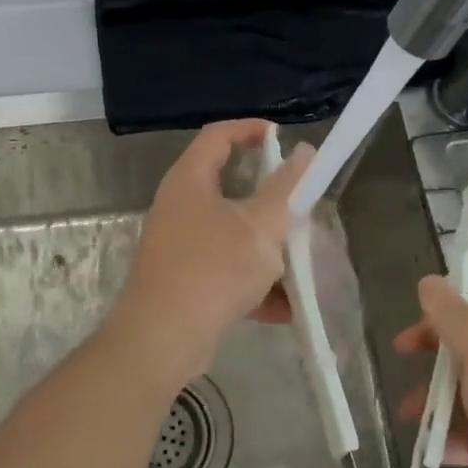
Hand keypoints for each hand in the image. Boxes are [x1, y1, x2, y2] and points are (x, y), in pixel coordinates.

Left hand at [106, 119, 310, 391]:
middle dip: (270, 203)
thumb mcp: (260, 227)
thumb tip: (305, 153)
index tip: (283, 137)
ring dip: (267, 250)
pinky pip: (226, 272)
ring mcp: (180, 245)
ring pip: (232, 236)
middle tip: (299, 210)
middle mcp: (180, 207)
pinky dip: (254, 285)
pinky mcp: (184, 281)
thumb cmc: (213, 270)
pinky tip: (285, 308)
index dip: (250, 129)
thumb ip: (286, 189)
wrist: (162, 339)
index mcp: (190, 180)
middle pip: (229, 188)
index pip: (218, 135)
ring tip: (299, 266)